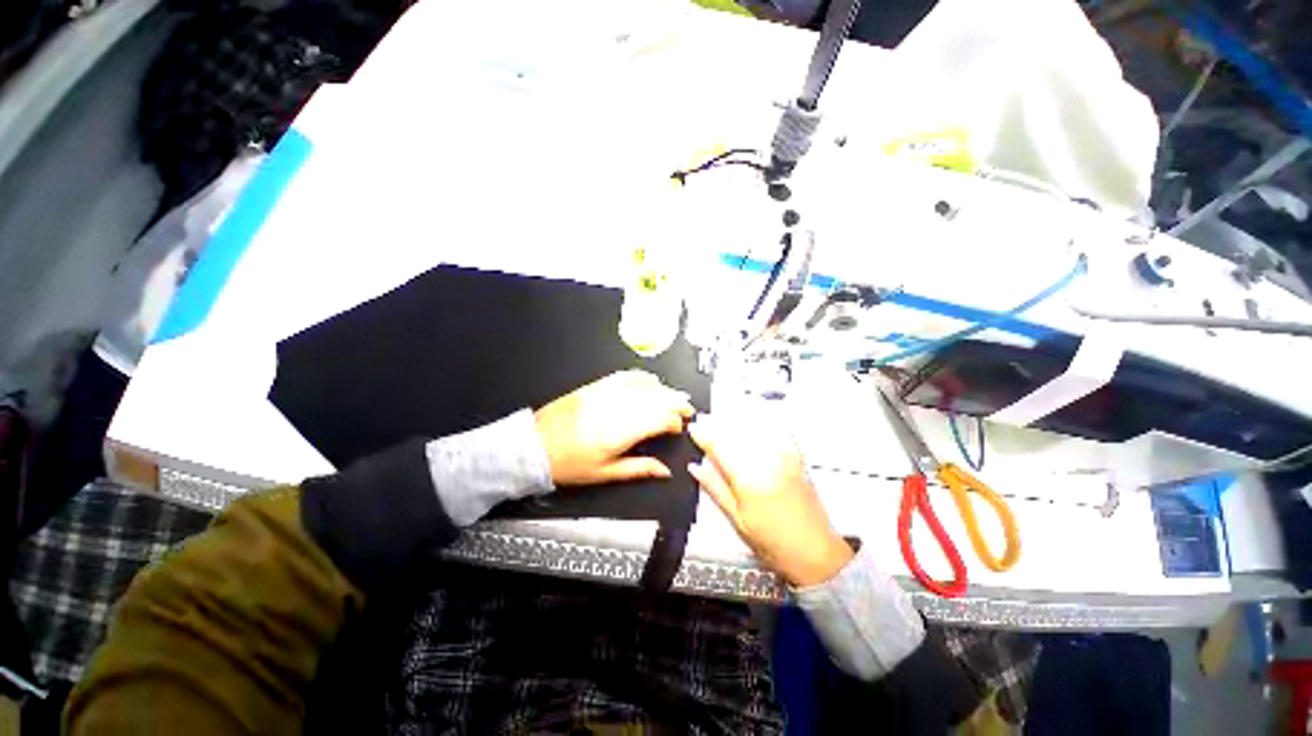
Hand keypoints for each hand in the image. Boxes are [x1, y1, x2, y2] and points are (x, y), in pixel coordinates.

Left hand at [535, 371, 694, 485]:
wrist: (533, 447)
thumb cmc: (568, 465)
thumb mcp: (605, 474)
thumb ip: (639, 469)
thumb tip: (664, 471)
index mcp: (621, 432)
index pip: (659, 419)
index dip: (674, 422)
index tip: (679, 428)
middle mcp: (617, 408)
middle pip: (656, 398)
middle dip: (676, 402)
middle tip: (686, 408)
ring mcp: (605, 394)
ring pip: (643, 386)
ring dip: (663, 389)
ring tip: (673, 395)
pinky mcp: (595, 387)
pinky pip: (624, 376)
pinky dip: (640, 377)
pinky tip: (649, 381)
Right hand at [688, 412, 852, 586]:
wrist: (816, 553)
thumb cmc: (773, 543)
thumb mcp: (737, 521)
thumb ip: (715, 489)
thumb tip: (695, 467)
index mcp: (748, 480)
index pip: (719, 447)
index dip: (704, 435)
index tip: (693, 429)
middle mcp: (766, 462)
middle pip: (736, 434)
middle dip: (717, 426)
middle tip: (705, 425)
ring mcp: (784, 457)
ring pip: (755, 429)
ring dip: (737, 424)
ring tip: (725, 424)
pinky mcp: (796, 458)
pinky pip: (778, 431)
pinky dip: (765, 424)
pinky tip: (756, 422)